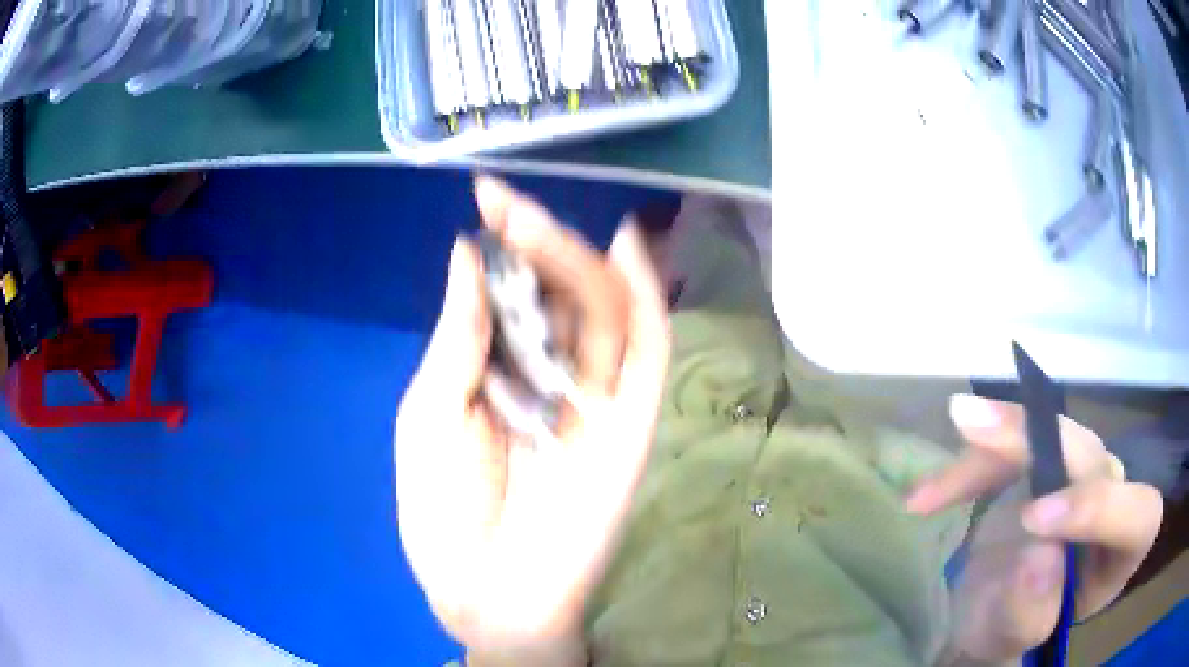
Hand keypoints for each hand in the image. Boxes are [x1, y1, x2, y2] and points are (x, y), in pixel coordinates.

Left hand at [394, 178, 669, 659]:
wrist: (489, 594)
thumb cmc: (446, 514)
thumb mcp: (430, 414)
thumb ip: (459, 338)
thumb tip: (466, 252)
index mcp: (503, 371)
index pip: (516, 292)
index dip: (503, 244)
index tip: (484, 198)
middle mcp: (553, 374)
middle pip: (561, 292)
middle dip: (535, 243)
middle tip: (504, 205)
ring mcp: (598, 396)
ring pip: (601, 309)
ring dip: (572, 259)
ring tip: (531, 222)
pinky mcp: (633, 422)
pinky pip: (648, 351)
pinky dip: (646, 299)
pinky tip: (630, 249)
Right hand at [908, 395, 1162, 662]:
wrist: (990, 614)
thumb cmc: (1008, 635)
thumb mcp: (1010, 638)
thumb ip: (1029, 613)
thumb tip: (1041, 557)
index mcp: (1122, 554)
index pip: (1137, 515)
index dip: (1097, 508)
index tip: (1031, 520)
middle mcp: (1115, 502)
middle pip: (1092, 457)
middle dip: (1039, 442)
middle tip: (977, 428)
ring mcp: (1085, 475)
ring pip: (1055, 436)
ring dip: (1003, 434)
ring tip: (957, 427)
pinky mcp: (1054, 460)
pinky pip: (1022, 441)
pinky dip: (977, 457)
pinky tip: (932, 491)